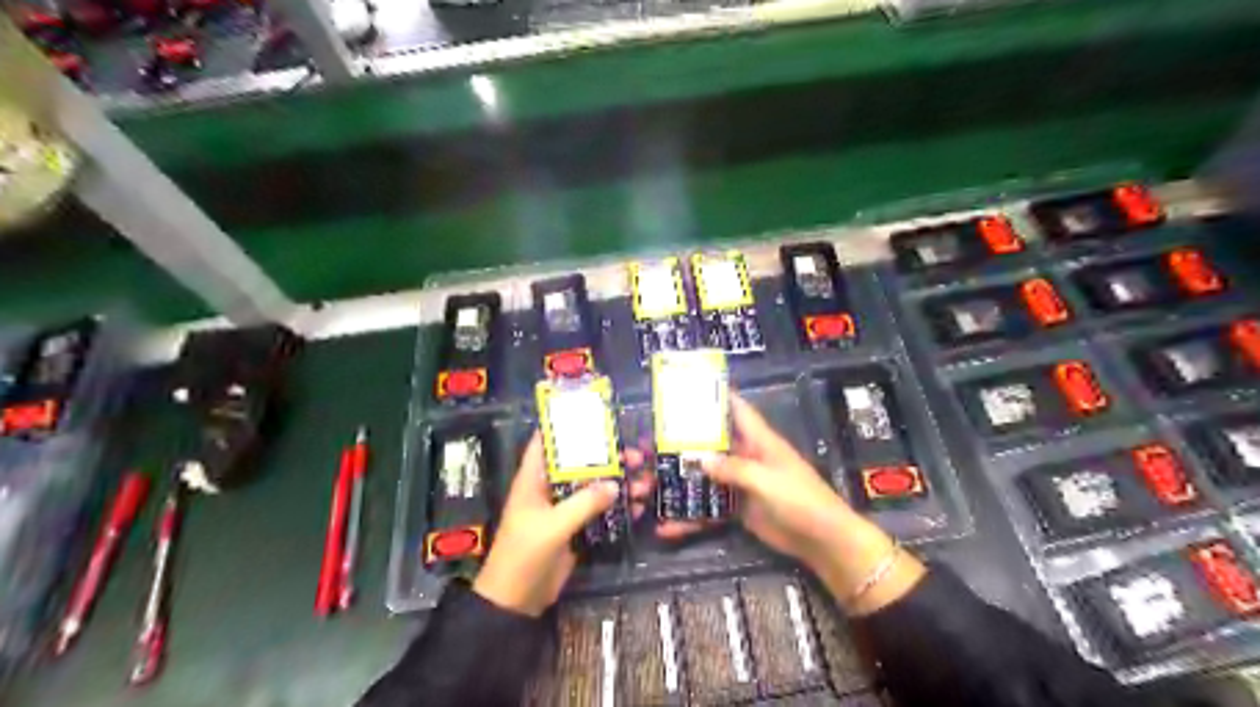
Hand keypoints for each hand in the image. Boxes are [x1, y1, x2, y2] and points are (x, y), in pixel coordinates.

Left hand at [472, 428, 648, 616]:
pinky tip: (637, 507)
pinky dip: (617, 508)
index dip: (566, 425)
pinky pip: (599, 511)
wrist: (516, 602)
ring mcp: (563, 508)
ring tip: (645, 482)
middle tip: (637, 455)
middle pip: (580, 463)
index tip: (596, 414)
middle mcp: (549, 488)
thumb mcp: (553, 526)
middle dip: (608, 457)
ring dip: (618, 483)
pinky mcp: (574, 528)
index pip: (546, 442)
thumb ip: (584, 504)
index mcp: (533, 479)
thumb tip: (616, 484)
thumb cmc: (524, 555)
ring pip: (594, 487)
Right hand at [661, 395, 921, 615]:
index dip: (716, 396)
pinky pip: (710, 508)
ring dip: (681, 482)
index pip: (737, 410)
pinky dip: (691, 517)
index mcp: (759, 441)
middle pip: (712, 444)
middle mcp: (747, 457)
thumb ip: (733, 468)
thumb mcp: (765, 479)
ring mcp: (742, 483)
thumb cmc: (800, 499)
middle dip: (684, 443)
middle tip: (650, 443)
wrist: (822, 541)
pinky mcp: (739, 508)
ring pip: (706, 477)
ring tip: (648, 486)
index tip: (688, 386)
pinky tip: (667, 527)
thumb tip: (699, 459)